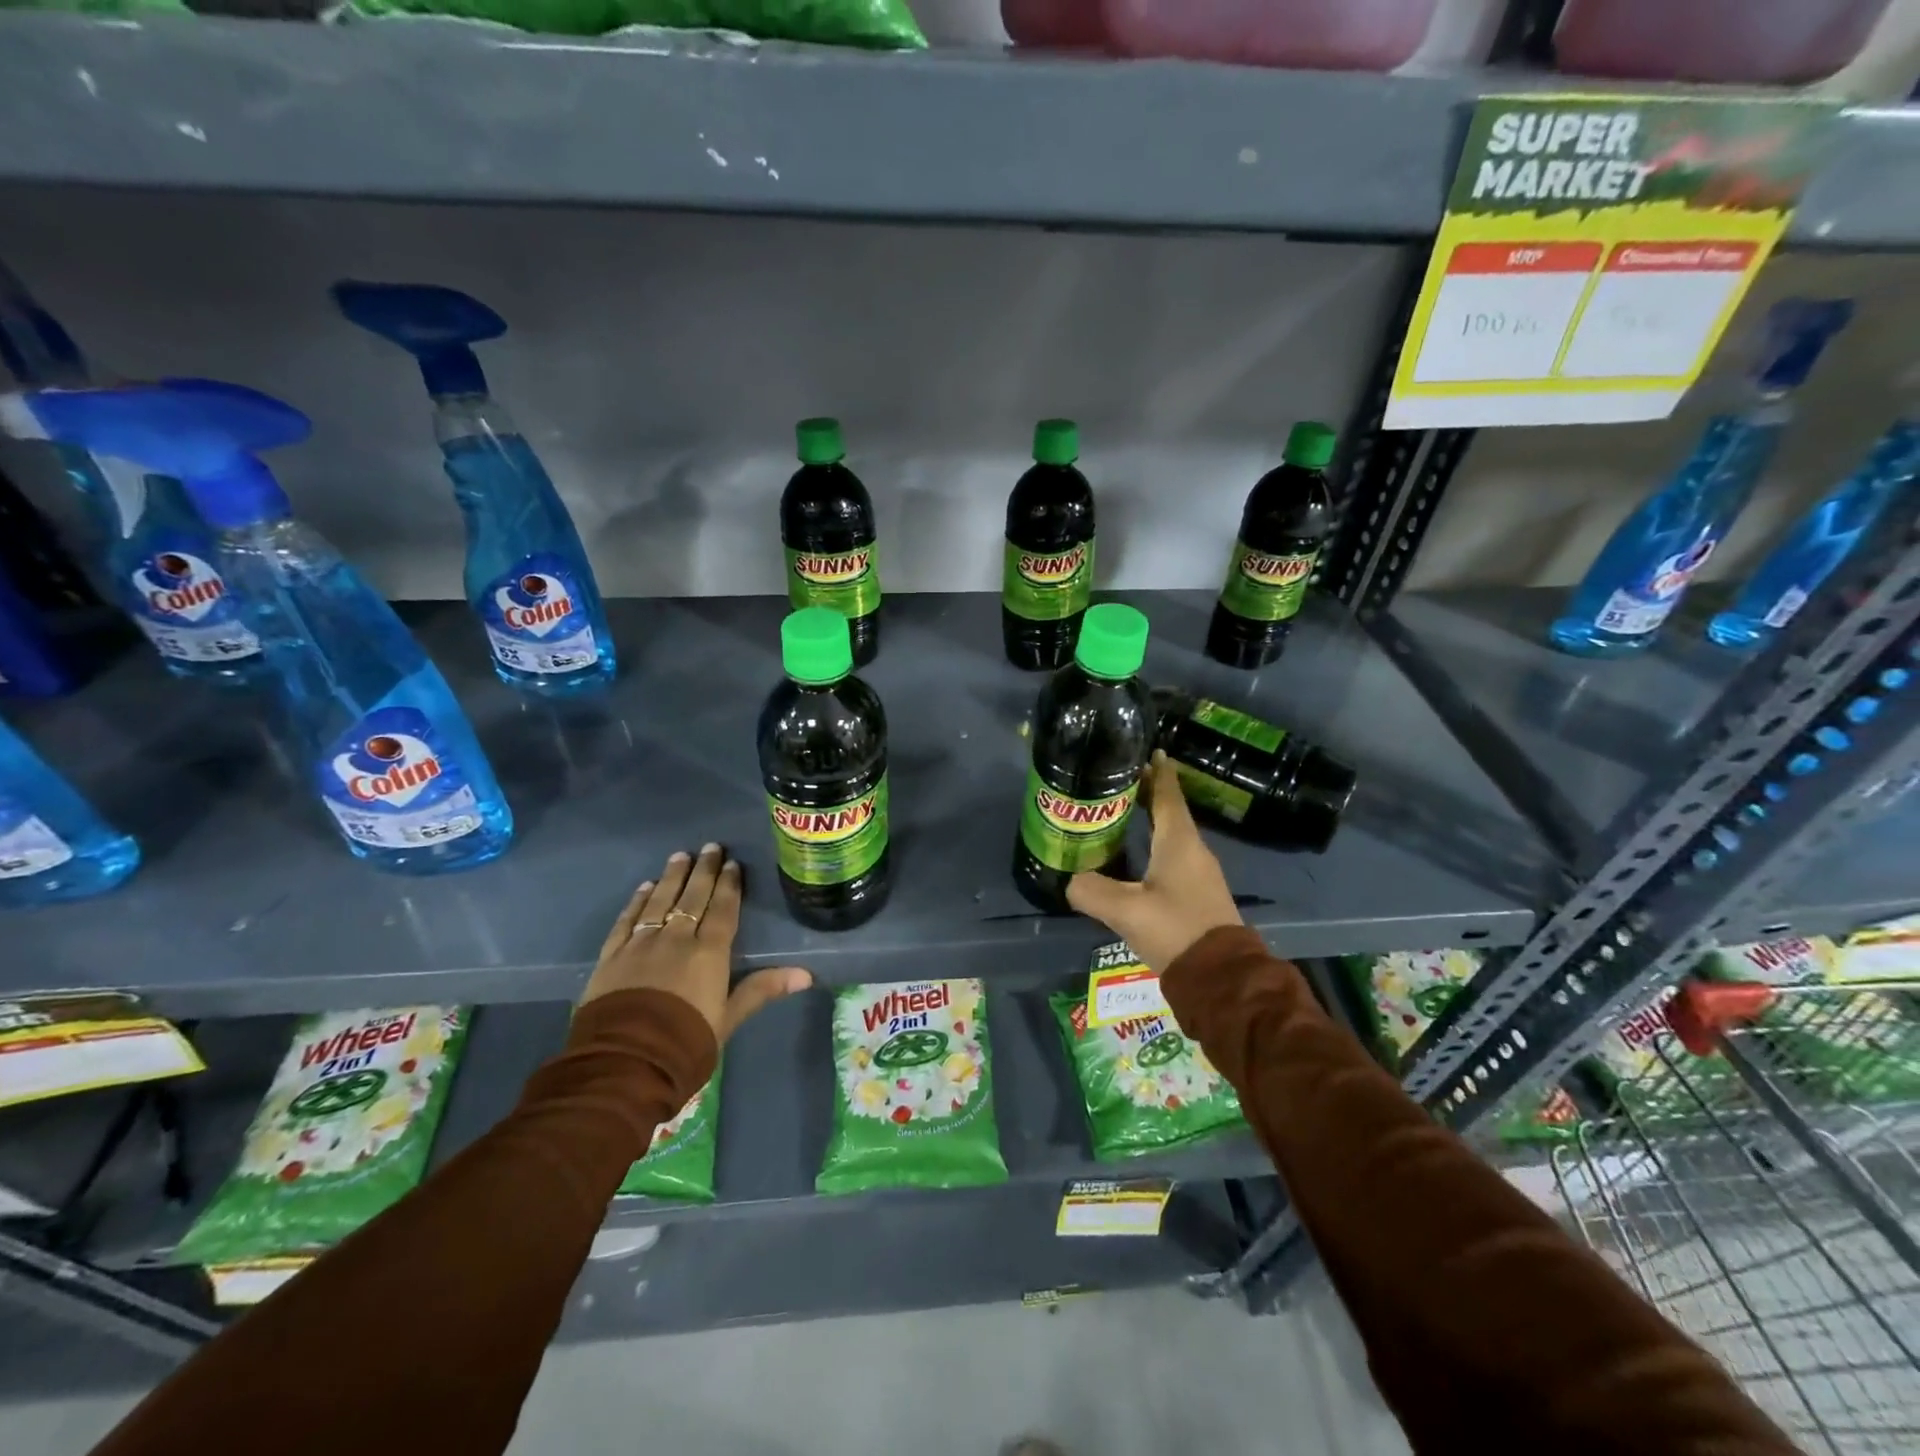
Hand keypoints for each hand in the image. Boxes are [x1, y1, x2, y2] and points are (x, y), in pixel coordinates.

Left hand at [582, 843, 810, 1042]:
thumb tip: (806, 974)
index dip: (729, 885)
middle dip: (703, 870)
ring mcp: (641, 944)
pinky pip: (627, 920)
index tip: (732, 863)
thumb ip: (762, 990)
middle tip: (710, 847)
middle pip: (692, 898)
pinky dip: (637, 901)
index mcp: (709, 953)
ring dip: (672, 877)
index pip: (722, 909)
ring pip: (659, 901)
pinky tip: (644, 887)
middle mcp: (676, 939)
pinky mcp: (611, 956)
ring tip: (680, 856)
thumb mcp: (728, 1019)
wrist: (624, 1062)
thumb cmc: (685, 1042)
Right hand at [1067, 752, 1242, 974]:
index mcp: (1179, 842)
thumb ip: (1091, 891)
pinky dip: (1155, 842)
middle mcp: (1193, 850)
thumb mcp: (1126, 911)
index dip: (1158, 772)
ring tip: (1122, 812)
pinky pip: (1174, 854)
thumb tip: (1070, 881)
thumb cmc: (1175, 930)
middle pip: (1169, 810)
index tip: (1150, 750)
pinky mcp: (1198, 893)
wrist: (1222, 977)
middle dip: (1148, 792)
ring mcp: (1199, 872)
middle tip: (1119, 780)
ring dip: (1151, 818)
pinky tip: (1137, 854)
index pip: (1167, 795)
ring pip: (1172, 833)